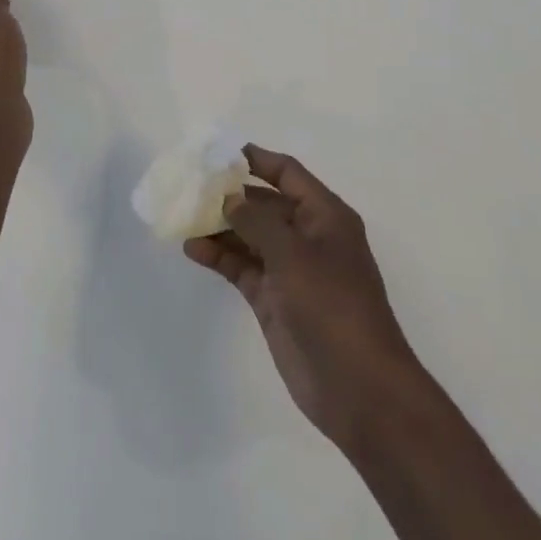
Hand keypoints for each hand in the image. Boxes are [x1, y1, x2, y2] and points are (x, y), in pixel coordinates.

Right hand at [185, 145, 423, 450]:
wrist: (358, 387)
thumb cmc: (332, 306)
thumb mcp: (294, 254)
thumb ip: (257, 221)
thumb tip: (229, 198)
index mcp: (325, 216)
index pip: (287, 173)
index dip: (256, 159)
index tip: (218, 151)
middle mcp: (308, 237)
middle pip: (264, 203)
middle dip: (230, 193)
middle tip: (189, 184)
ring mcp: (290, 270)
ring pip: (249, 236)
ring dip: (220, 225)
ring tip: (182, 214)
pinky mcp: (274, 299)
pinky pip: (243, 267)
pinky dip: (220, 257)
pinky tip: (192, 248)